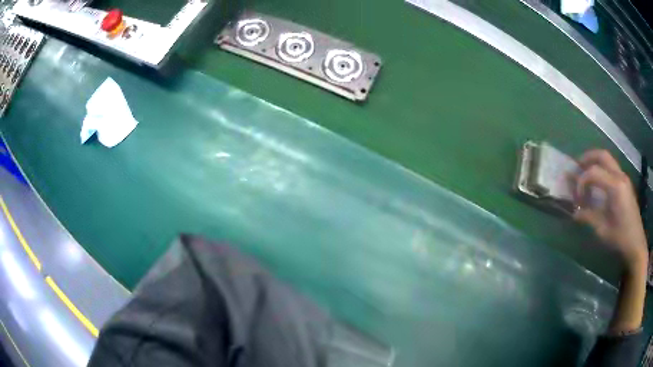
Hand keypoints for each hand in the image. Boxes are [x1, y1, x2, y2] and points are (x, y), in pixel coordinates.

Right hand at [572, 150, 647, 270]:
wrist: (636, 243)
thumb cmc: (620, 238)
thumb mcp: (603, 230)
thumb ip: (589, 217)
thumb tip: (575, 213)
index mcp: (615, 187)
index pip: (594, 172)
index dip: (582, 181)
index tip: (576, 197)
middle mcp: (620, 177)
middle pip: (602, 156)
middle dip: (588, 158)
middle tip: (577, 167)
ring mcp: (624, 178)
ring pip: (608, 159)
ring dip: (595, 161)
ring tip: (585, 171)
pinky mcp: (625, 183)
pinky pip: (612, 168)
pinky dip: (602, 169)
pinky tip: (598, 182)